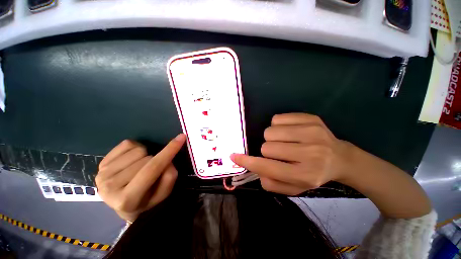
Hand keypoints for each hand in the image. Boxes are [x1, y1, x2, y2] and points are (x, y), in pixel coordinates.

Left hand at [96, 134, 185, 221]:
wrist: (122, 204)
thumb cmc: (146, 200)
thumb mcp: (163, 194)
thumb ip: (169, 177)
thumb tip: (168, 159)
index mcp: (128, 199)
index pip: (153, 168)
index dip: (169, 151)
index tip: (181, 137)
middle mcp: (110, 187)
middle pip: (147, 158)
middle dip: (156, 160)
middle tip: (152, 171)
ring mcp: (103, 174)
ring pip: (138, 150)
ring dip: (146, 155)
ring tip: (141, 167)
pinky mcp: (101, 163)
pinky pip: (127, 144)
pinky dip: (136, 148)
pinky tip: (133, 160)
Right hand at [230, 113, 350, 195]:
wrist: (341, 159)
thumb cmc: (314, 174)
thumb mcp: (294, 187)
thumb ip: (271, 182)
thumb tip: (255, 168)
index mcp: (305, 175)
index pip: (268, 168)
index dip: (248, 162)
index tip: (234, 156)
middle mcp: (310, 154)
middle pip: (267, 147)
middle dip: (267, 151)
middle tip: (279, 153)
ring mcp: (311, 133)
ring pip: (270, 132)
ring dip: (272, 138)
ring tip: (285, 142)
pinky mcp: (310, 119)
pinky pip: (277, 118)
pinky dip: (277, 126)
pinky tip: (289, 132)